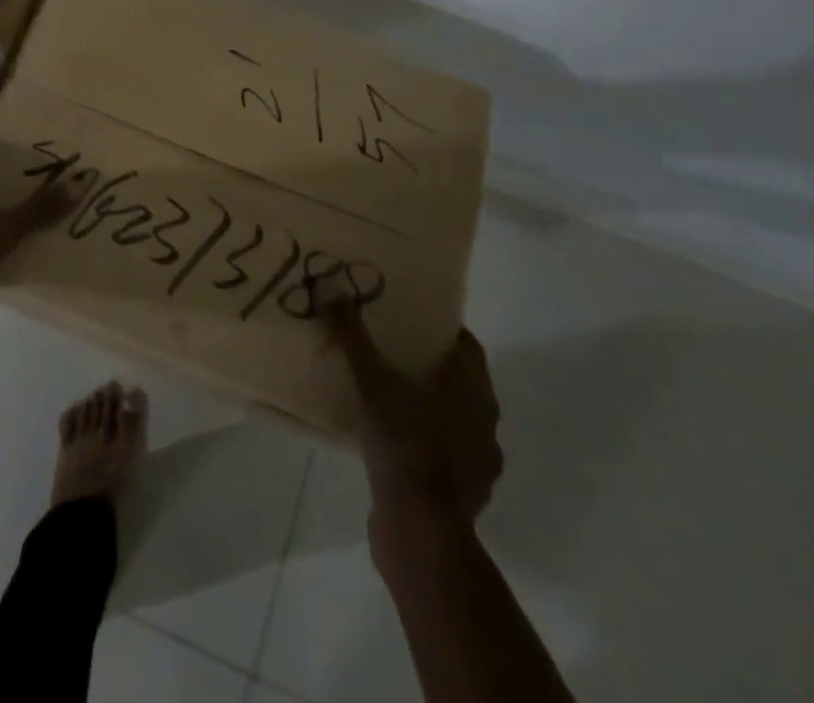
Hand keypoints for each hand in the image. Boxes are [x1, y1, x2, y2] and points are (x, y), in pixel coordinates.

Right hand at [323, 298, 502, 526]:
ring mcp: (477, 464)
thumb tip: (328, 284)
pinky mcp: (462, 497)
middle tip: (389, 351)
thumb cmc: (404, 443)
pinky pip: (442, 457)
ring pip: (453, 422)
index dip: (440, 330)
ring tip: (385, 397)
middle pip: (459, 383)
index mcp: (474, 391)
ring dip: (426, 409)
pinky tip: (390, 444)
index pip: (466, 347)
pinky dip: (422, 445)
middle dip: (428, 366)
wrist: (420, 531)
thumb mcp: (371, 381)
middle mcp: (485, 424)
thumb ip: (351, 334)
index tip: (410, 319)